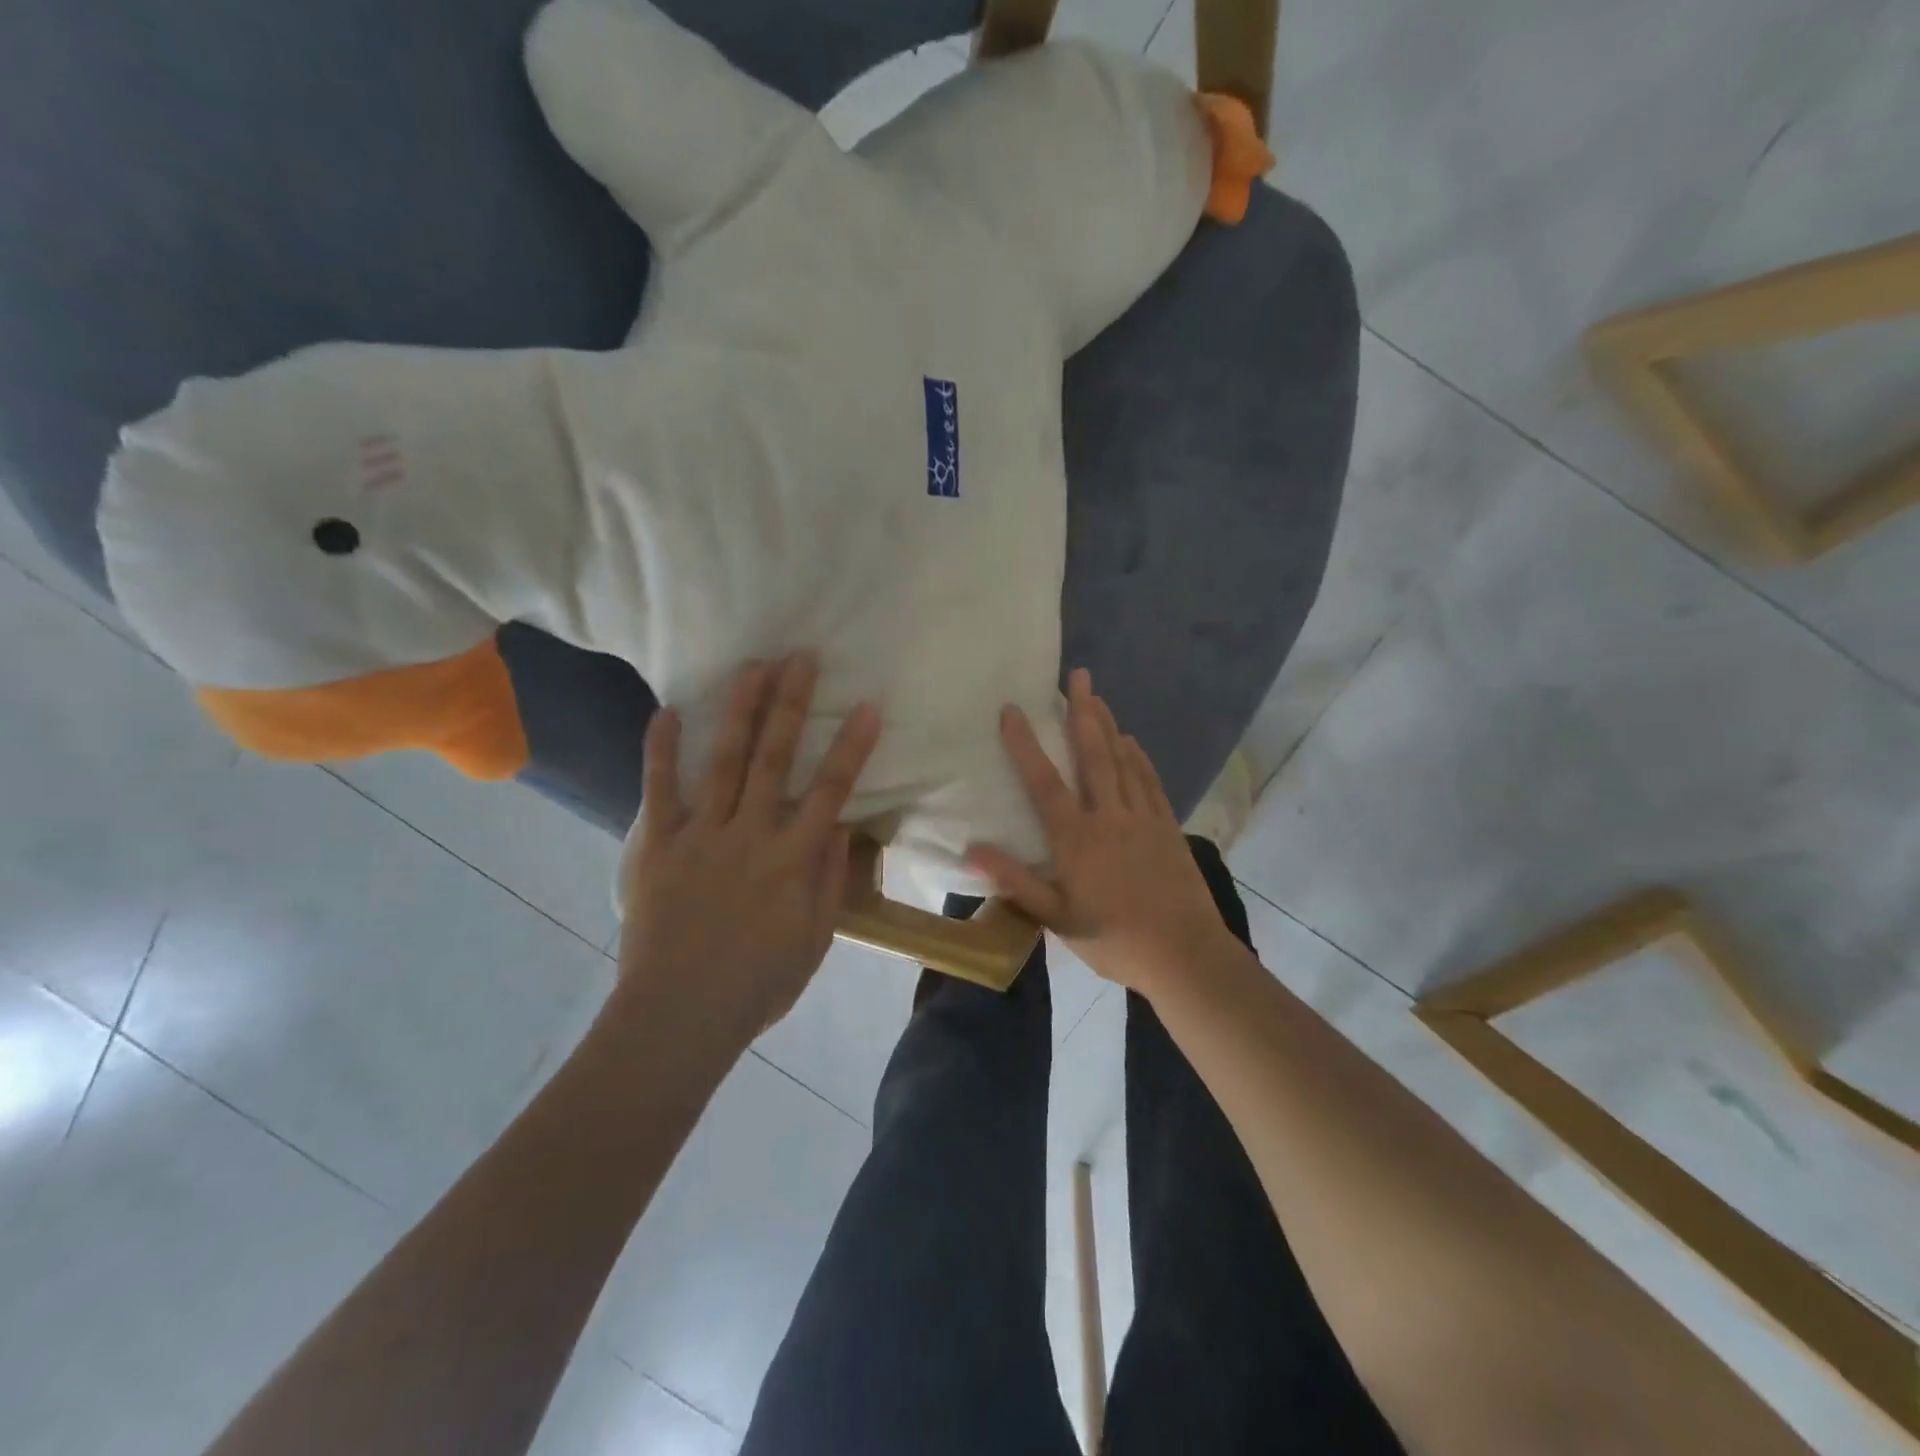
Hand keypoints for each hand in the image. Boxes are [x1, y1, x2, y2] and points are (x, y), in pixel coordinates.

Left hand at [614, 653, 880, 1041]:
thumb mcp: (815, 940)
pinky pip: (659, 790)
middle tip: (802, 657)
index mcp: (793, 859)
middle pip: (776, 758)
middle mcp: (751, 833)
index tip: (867, 705)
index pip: (831, 791)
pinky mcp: (659, 844)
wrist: (679, 1015)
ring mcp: (702, 834)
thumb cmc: (757, 984)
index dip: (852, 746)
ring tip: (752, 666)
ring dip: (740, 710)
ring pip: (725, 760)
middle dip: (792, 704)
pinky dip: (662, 750)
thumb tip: (841, 827)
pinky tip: (668, 711)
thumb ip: (830, 880)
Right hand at [969, 669, 1233, 995]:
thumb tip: (972, 850)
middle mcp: (1108, 816)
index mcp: (1076, 838)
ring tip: (1097, 696)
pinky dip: (1138, 757)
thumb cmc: (1114, 939)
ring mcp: (1142, 818)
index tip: (1012, 709)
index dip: (1025, 744)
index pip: (1044, 781)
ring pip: (1122, 760)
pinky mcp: (1167, 826)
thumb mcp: (1057, 919)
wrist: (1185, 954)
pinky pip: (1149, 780)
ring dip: (1108, 725)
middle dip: (1082, 712)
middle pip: (1092, 754)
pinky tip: (1131, 741)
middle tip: (1077, 676)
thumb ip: (1016, 882)